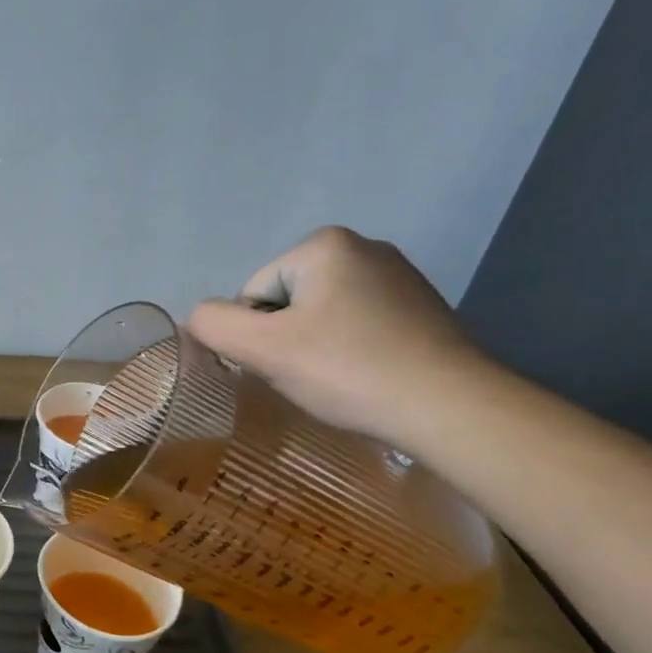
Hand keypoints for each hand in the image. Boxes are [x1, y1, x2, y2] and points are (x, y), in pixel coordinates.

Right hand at [185, 226, 492, 445]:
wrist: (451, 408)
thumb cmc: (348, 369)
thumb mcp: (262, 348)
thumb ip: (213, 324)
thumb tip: (199, 318)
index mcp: (324, 244)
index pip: (253, 293)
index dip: (257, 335)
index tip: (287, 363)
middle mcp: (363, 247)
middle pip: (285, 301)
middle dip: (286, 338)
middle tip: (310, 374)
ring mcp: (398, 275)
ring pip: (320, 314)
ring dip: (315, 346)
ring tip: (339, 378)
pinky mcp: (421, 306)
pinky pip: (357, 324)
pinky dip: (350, 349)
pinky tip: (366, 375)